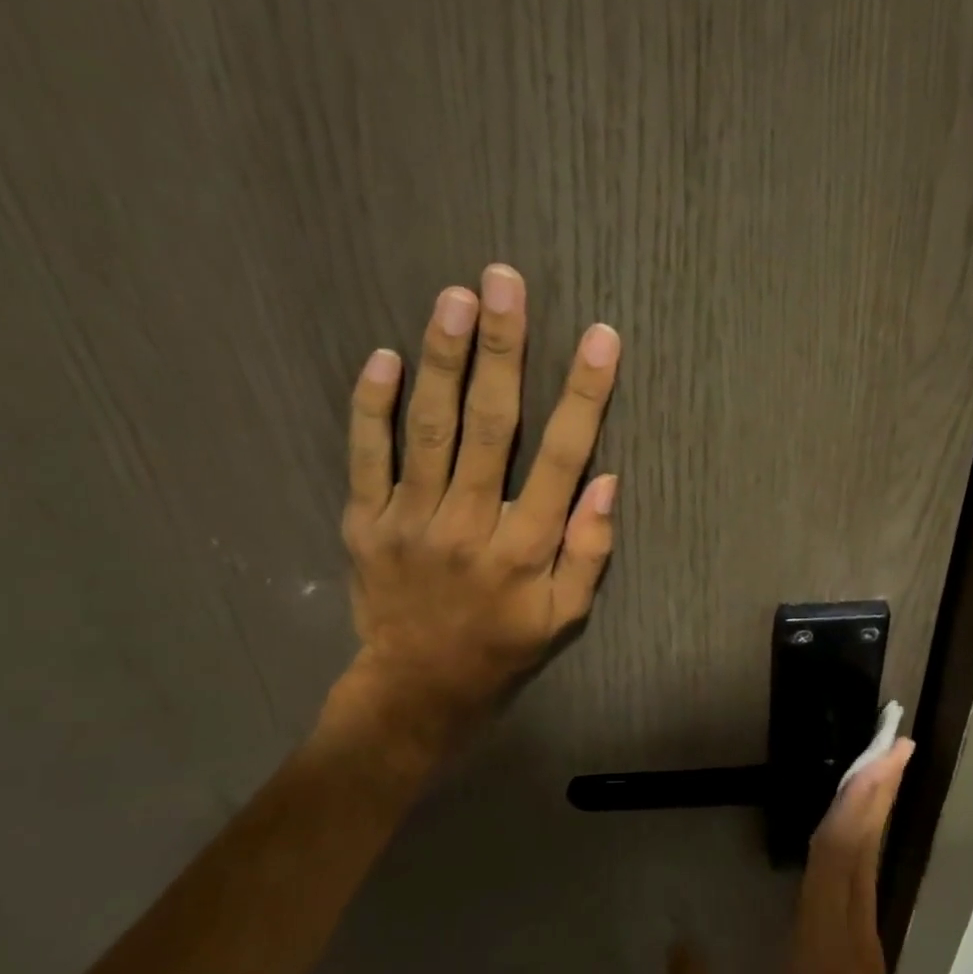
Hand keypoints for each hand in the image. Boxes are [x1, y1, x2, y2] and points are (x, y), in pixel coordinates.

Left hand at [336, 263, 620, 752]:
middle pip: (489, 424)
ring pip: (428, 428)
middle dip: (502, 349)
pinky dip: (371, 407)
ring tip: (454, 297)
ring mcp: (410, 521)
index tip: (601, 339)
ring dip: (442, 359)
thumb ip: (590, 551)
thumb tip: (607, 481)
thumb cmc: (502, 648)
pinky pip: (366, 457)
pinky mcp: (365, 524)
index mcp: (524, 548)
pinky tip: (383, 357)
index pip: (561, 458)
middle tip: (504, 282)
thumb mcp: (566, 618)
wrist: (415, 691)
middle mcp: (468, 524)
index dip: (584, 395)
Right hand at [668, 741, 956, 973]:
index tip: (872, 760)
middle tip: (896, 742)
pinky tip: (860, 833)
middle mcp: (852, 936)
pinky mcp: (868, 962)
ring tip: (883, 769)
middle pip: (864, 848)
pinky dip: (866, 844)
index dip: (852, 803)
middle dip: (879, 791)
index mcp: (820, 947)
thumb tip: (675, 942)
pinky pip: (866, 885)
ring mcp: (866, 948)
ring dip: (877, 812)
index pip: (836, 857)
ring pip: (870, 863)